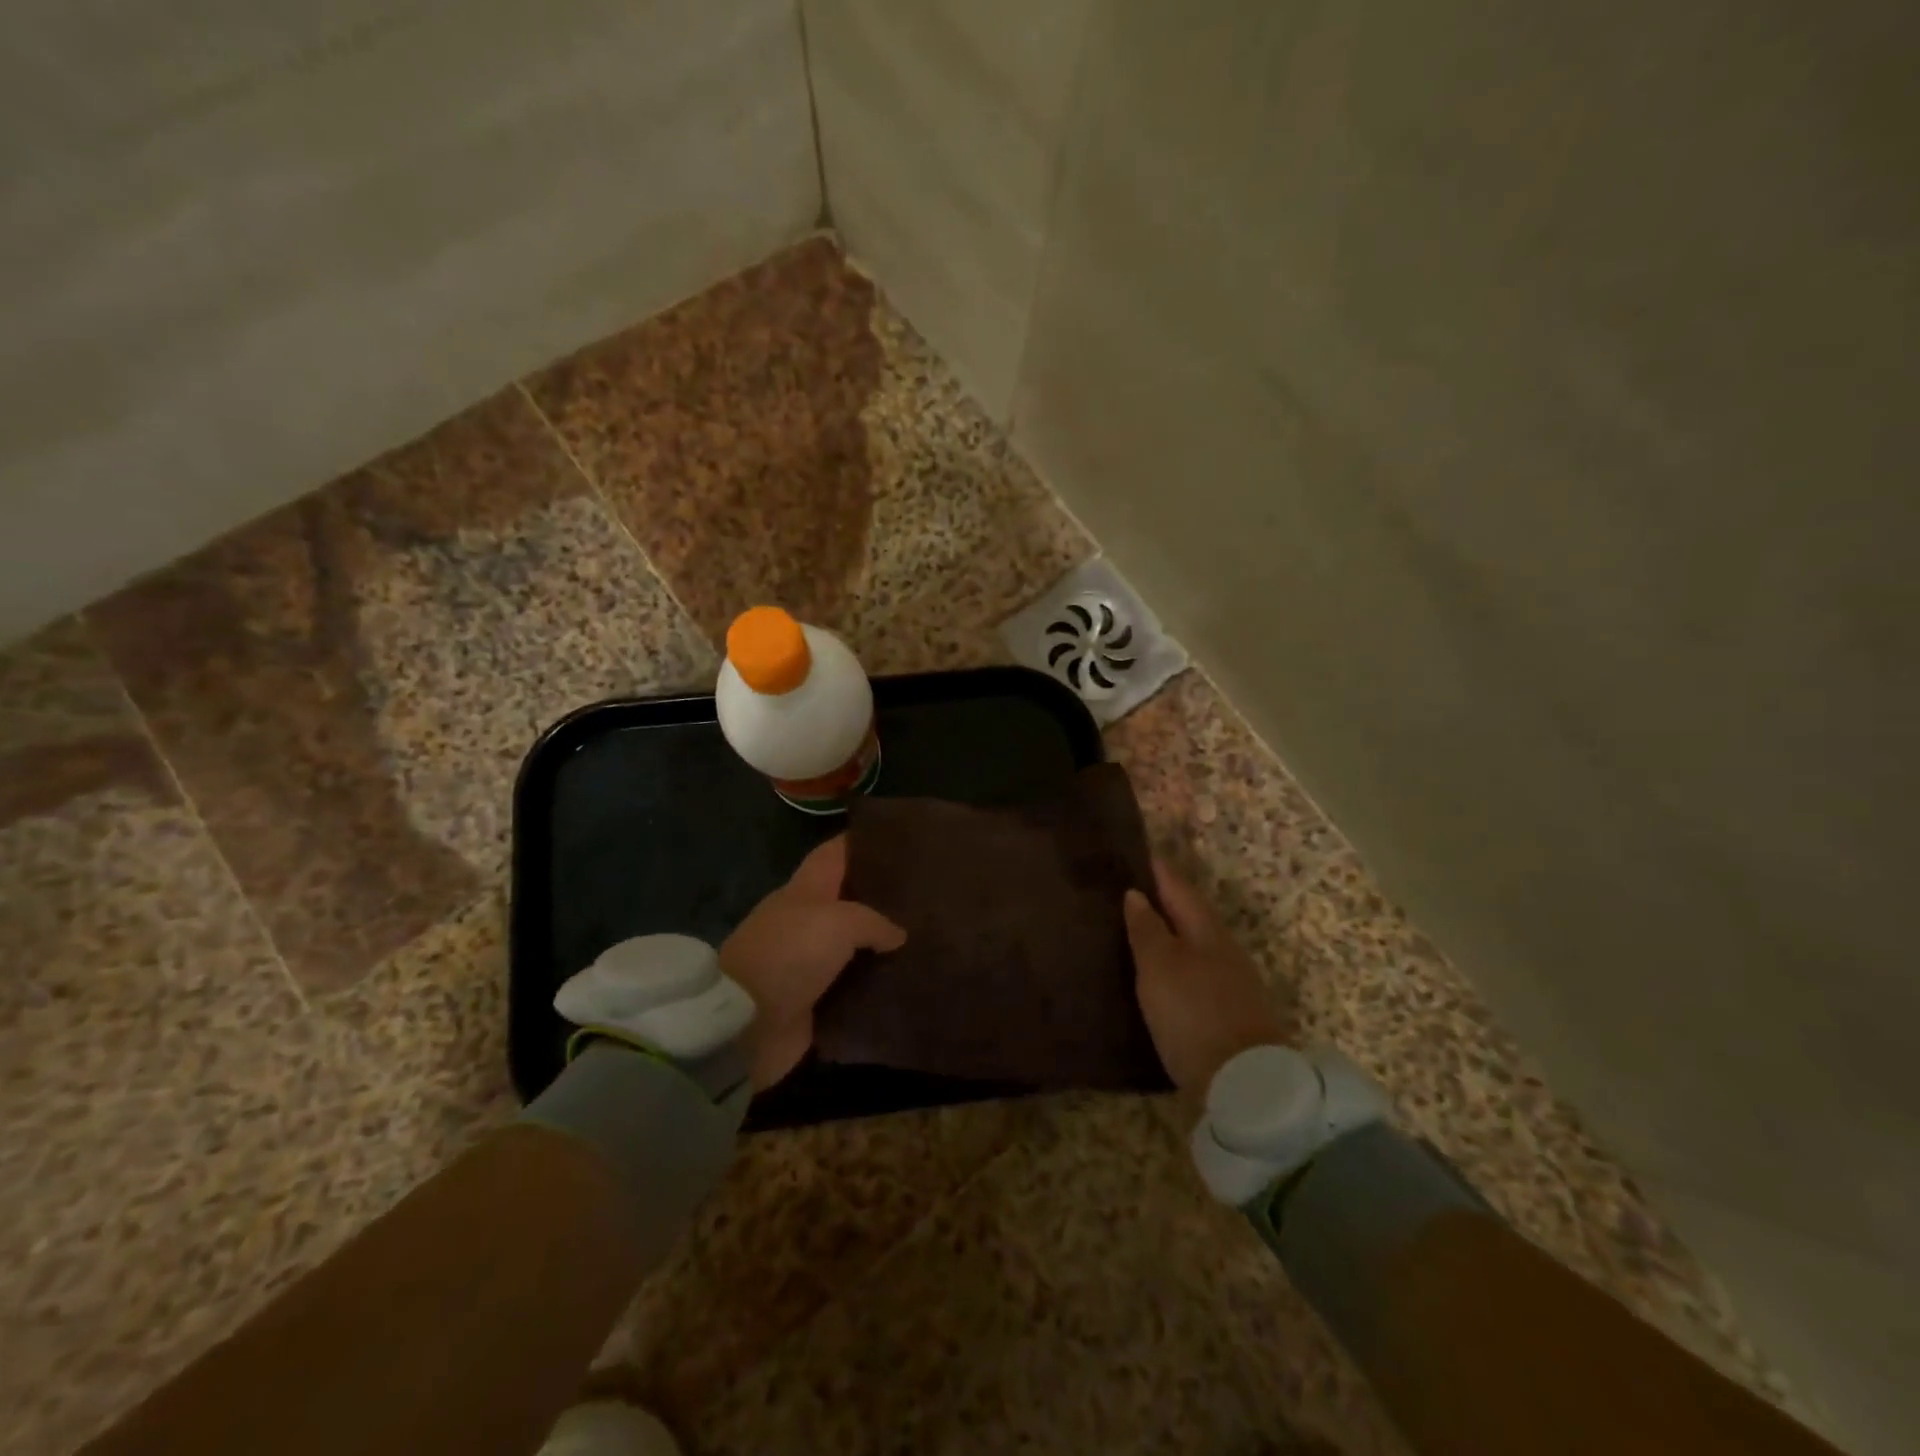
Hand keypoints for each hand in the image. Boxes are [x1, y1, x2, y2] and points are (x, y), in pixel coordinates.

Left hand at [720, 836, 905, 1089]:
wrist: (747, 1022)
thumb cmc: (790, 954)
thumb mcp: (839, 923)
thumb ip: (874, 922)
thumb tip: (898, 935)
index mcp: (805, 890)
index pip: (834, 854)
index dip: (861, 842)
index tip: (897, 840)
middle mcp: (805, 921)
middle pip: (847, 900)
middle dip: (880, 897)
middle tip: (923, 897)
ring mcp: (806, 962)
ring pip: (852, 946)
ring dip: (880, 946)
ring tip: (924, 941)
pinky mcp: (811, 1001)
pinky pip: (851, 987)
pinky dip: (873, 985)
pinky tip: (904, 982)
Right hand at [1124, 860, 1290, 1092]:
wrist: (1245, 1085)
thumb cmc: (1194, 1013)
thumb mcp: (1160, 966)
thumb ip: (1147, 929)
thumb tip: (1136, 894)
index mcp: (1207, 930)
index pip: (1179, 888)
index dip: (1158, 870)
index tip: (1137, 852)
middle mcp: (1223, 951)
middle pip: (1191, 916)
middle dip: (1163, 902)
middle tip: (1128, 890)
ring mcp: (1230, 985)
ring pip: (1194, 947)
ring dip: (1169, 936)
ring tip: (1136, 931)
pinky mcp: (1227, 1016)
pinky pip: (1195, 976)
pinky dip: (1175, 967)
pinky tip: (1158, 977)